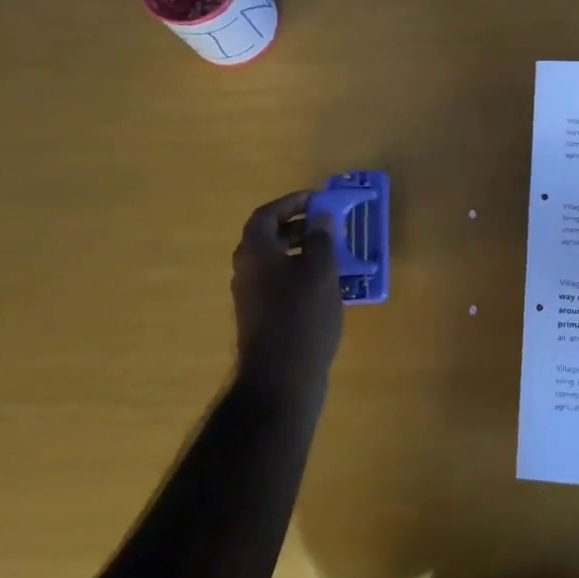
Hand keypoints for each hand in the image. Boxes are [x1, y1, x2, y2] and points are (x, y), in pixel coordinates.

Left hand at [230, 191, 342, 402]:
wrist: (281, 378)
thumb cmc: (302, 316)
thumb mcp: (320, 271)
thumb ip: (321, 239)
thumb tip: (321, 217)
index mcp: (255, 252)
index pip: (267, 214)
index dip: (291, 202)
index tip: (317, 199)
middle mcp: (246, 270)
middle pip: (268, 237)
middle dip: (297, 225)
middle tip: (326, 223)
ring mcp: (251, 296)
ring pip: (274, 261)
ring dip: (300, 250)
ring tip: (332, 252)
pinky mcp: (261, 317)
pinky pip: (278, 282)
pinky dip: (298, 273)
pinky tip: (324, 284)